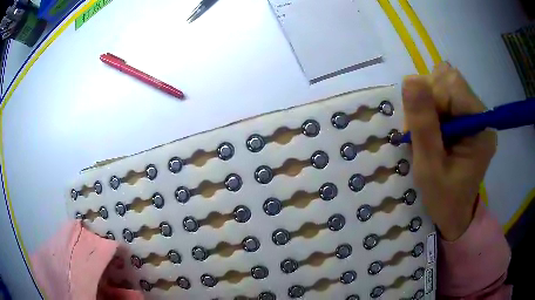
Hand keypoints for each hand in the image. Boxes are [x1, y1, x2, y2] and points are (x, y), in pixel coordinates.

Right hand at [402, 62, 496, 240]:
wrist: (455, 212)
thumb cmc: (443, 198)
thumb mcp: (429, 168)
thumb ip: (423, 125)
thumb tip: (410, 79)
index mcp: (480, 126)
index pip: (453, 85)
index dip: (430, 98)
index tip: (417, 127)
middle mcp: (481, 114)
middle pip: (449, 79)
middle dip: (428, 99)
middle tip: (421, 130)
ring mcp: (475, 113)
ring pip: (445, 82)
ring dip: (429, 102)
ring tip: (427, 131)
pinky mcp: (467, 116)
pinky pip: (445, 93)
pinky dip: (431, 105)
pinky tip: (432, 127)